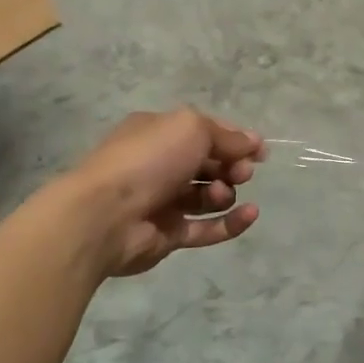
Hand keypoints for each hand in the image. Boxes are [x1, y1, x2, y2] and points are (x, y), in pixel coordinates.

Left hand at [62, 108, 265, 276]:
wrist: (104, 215)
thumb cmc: (148, 160)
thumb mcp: (192, 128)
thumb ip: (228, 136)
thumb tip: (255, 142)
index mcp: (159, 133)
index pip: (205, 132)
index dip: (235, 139)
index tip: (259, 151)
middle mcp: (160, 164)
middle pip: (210, 164)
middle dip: (232, 166)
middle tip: (241, 172)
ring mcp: (164, 202)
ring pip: (209, 196)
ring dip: (225, 192)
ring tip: (220, 194)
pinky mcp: (169, 235)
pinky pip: (207, 228)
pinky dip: (231, 222)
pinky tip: (250, 214)